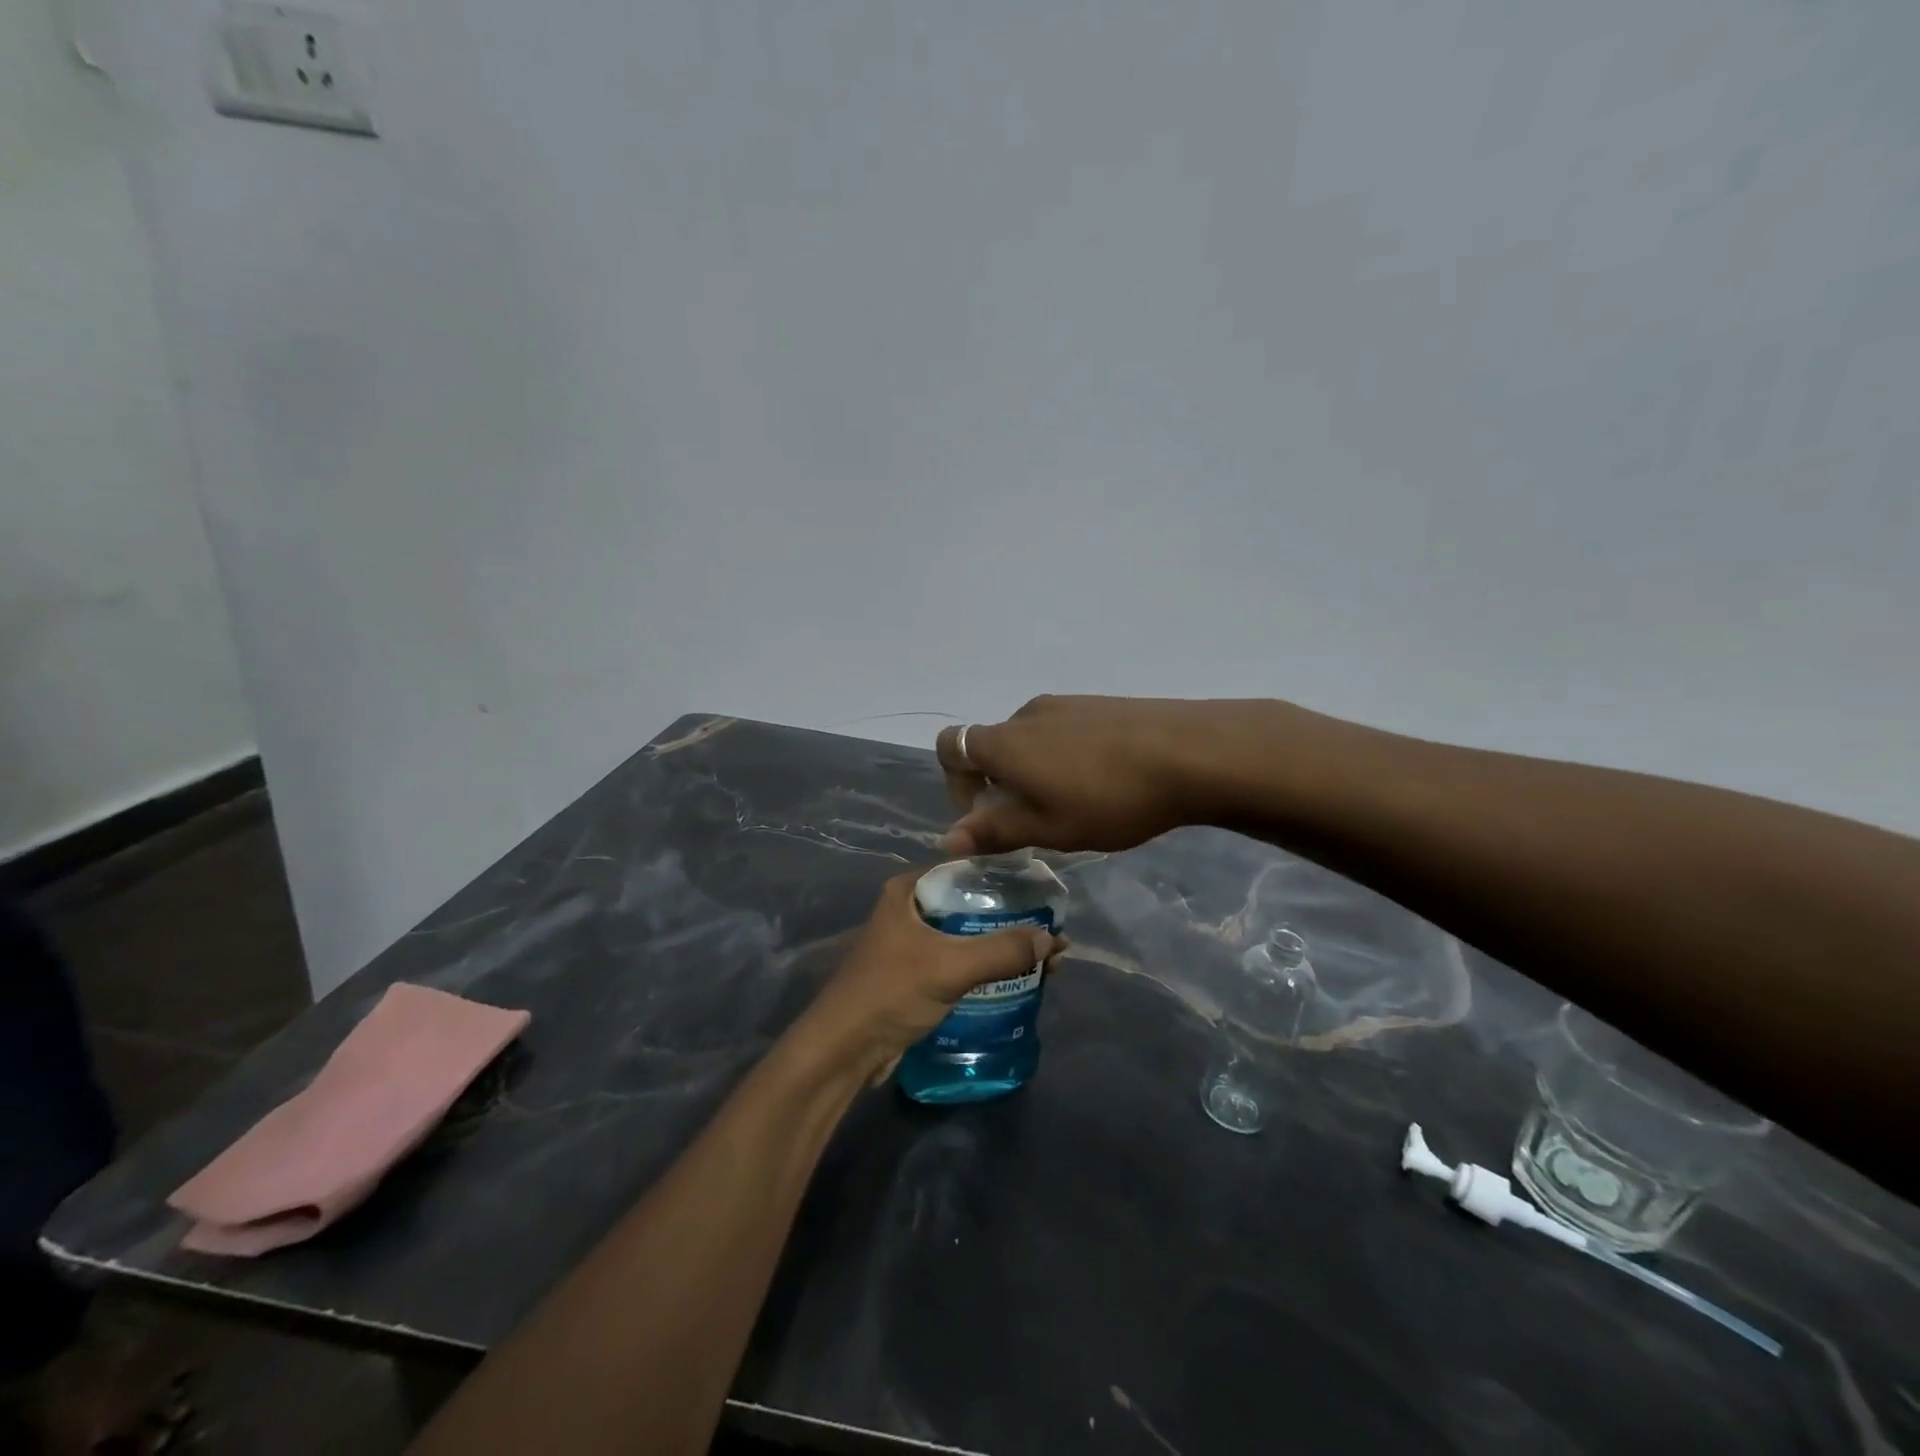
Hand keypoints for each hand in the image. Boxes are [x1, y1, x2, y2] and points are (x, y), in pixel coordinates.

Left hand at [800, 875, 1064, 1081]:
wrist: (842, 1052)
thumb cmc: (890, 994)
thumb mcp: (949, 967)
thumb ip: (1001, 951)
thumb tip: (1052, 939)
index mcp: (909, 891)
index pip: (967, 871)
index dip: (1007, 882)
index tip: (1046, 894)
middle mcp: (910, 910)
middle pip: (972, 907)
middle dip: (1013, 921)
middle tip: (1053, 934)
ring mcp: (913, 944)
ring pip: (968, 937)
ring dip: (1003, 948)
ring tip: (1046, 960)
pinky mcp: (917, 976)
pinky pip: (961, 963)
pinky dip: (987, 969)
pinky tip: (1018, 980)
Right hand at [936, 695, 1251, 854]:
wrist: (1191, 752)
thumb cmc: (1110, 799)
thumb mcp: (1050, 828)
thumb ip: (995, 831)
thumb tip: (947, 839)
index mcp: (1005, 742)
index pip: (950, 746)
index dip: (956, 783)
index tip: (987, 815)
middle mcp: (1026, 715)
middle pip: (991, 745)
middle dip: (999, 783)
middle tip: (1035, 820)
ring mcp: (1065, 704)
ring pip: (1029, 739)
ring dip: (1033, 770)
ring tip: (1073, 804)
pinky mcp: (1098, 704)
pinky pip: (1061, 730)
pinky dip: (1063, 755)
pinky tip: (1102, 781)